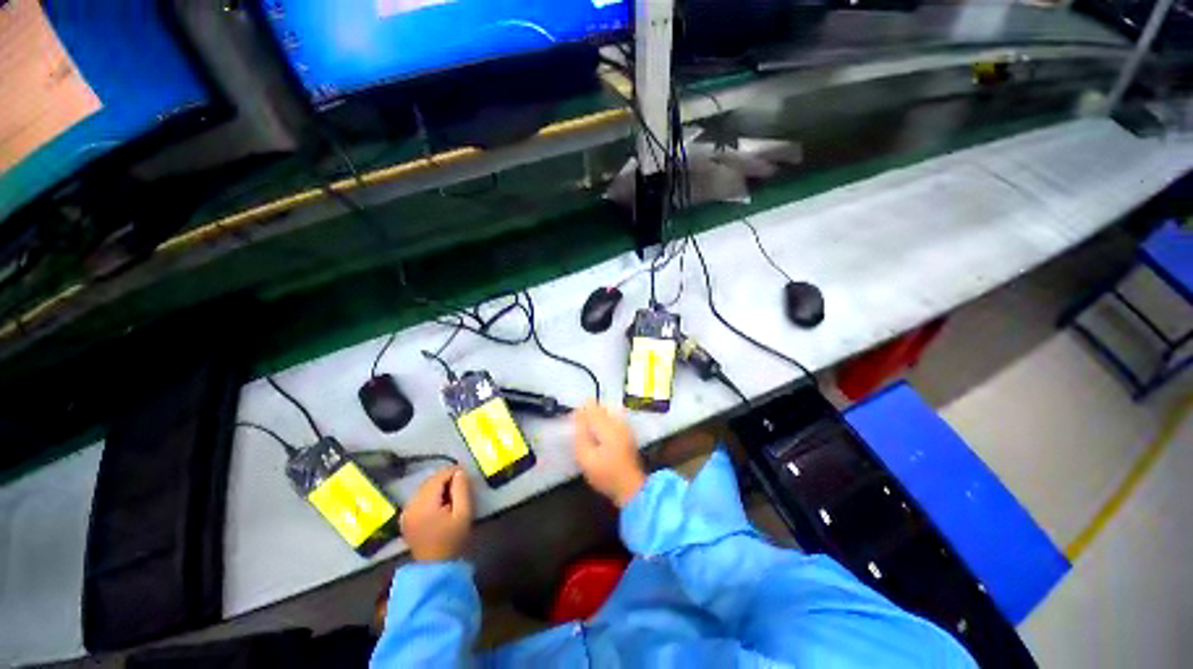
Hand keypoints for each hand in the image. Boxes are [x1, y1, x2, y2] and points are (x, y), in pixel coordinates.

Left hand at [400, 466, 471, 561]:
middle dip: (443, 480)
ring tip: (451, 495)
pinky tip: (438, 507)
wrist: (437, 568)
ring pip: (421, 491)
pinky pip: (417, 501)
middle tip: (460, 484)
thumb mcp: (463, 516)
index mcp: (424, 502)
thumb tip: (460, 473)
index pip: (438, 477)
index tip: (465, 472)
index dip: (452, 472)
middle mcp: (410, 503)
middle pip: (428, 483)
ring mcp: (405, 511)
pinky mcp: (404, 519)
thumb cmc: (454, 543)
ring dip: (435, 489)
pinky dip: (427, 499)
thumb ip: (462, 492)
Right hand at [573, 402, 646, 506]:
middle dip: (587, 414)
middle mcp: (619, 423)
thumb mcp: (585, 458)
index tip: (569, 421)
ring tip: (585, 433)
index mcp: (608, 426)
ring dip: (595, 420)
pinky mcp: (628, 437)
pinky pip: (613, 422)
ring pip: (607, 414)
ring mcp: (626, 430)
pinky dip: (603, 426)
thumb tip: (576, 419)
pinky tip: (597, 438)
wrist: (631, 488)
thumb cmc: (606, 475)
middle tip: (576, 427)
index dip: (578, 413)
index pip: (591, 408)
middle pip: (601, 409)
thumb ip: (580, 436)